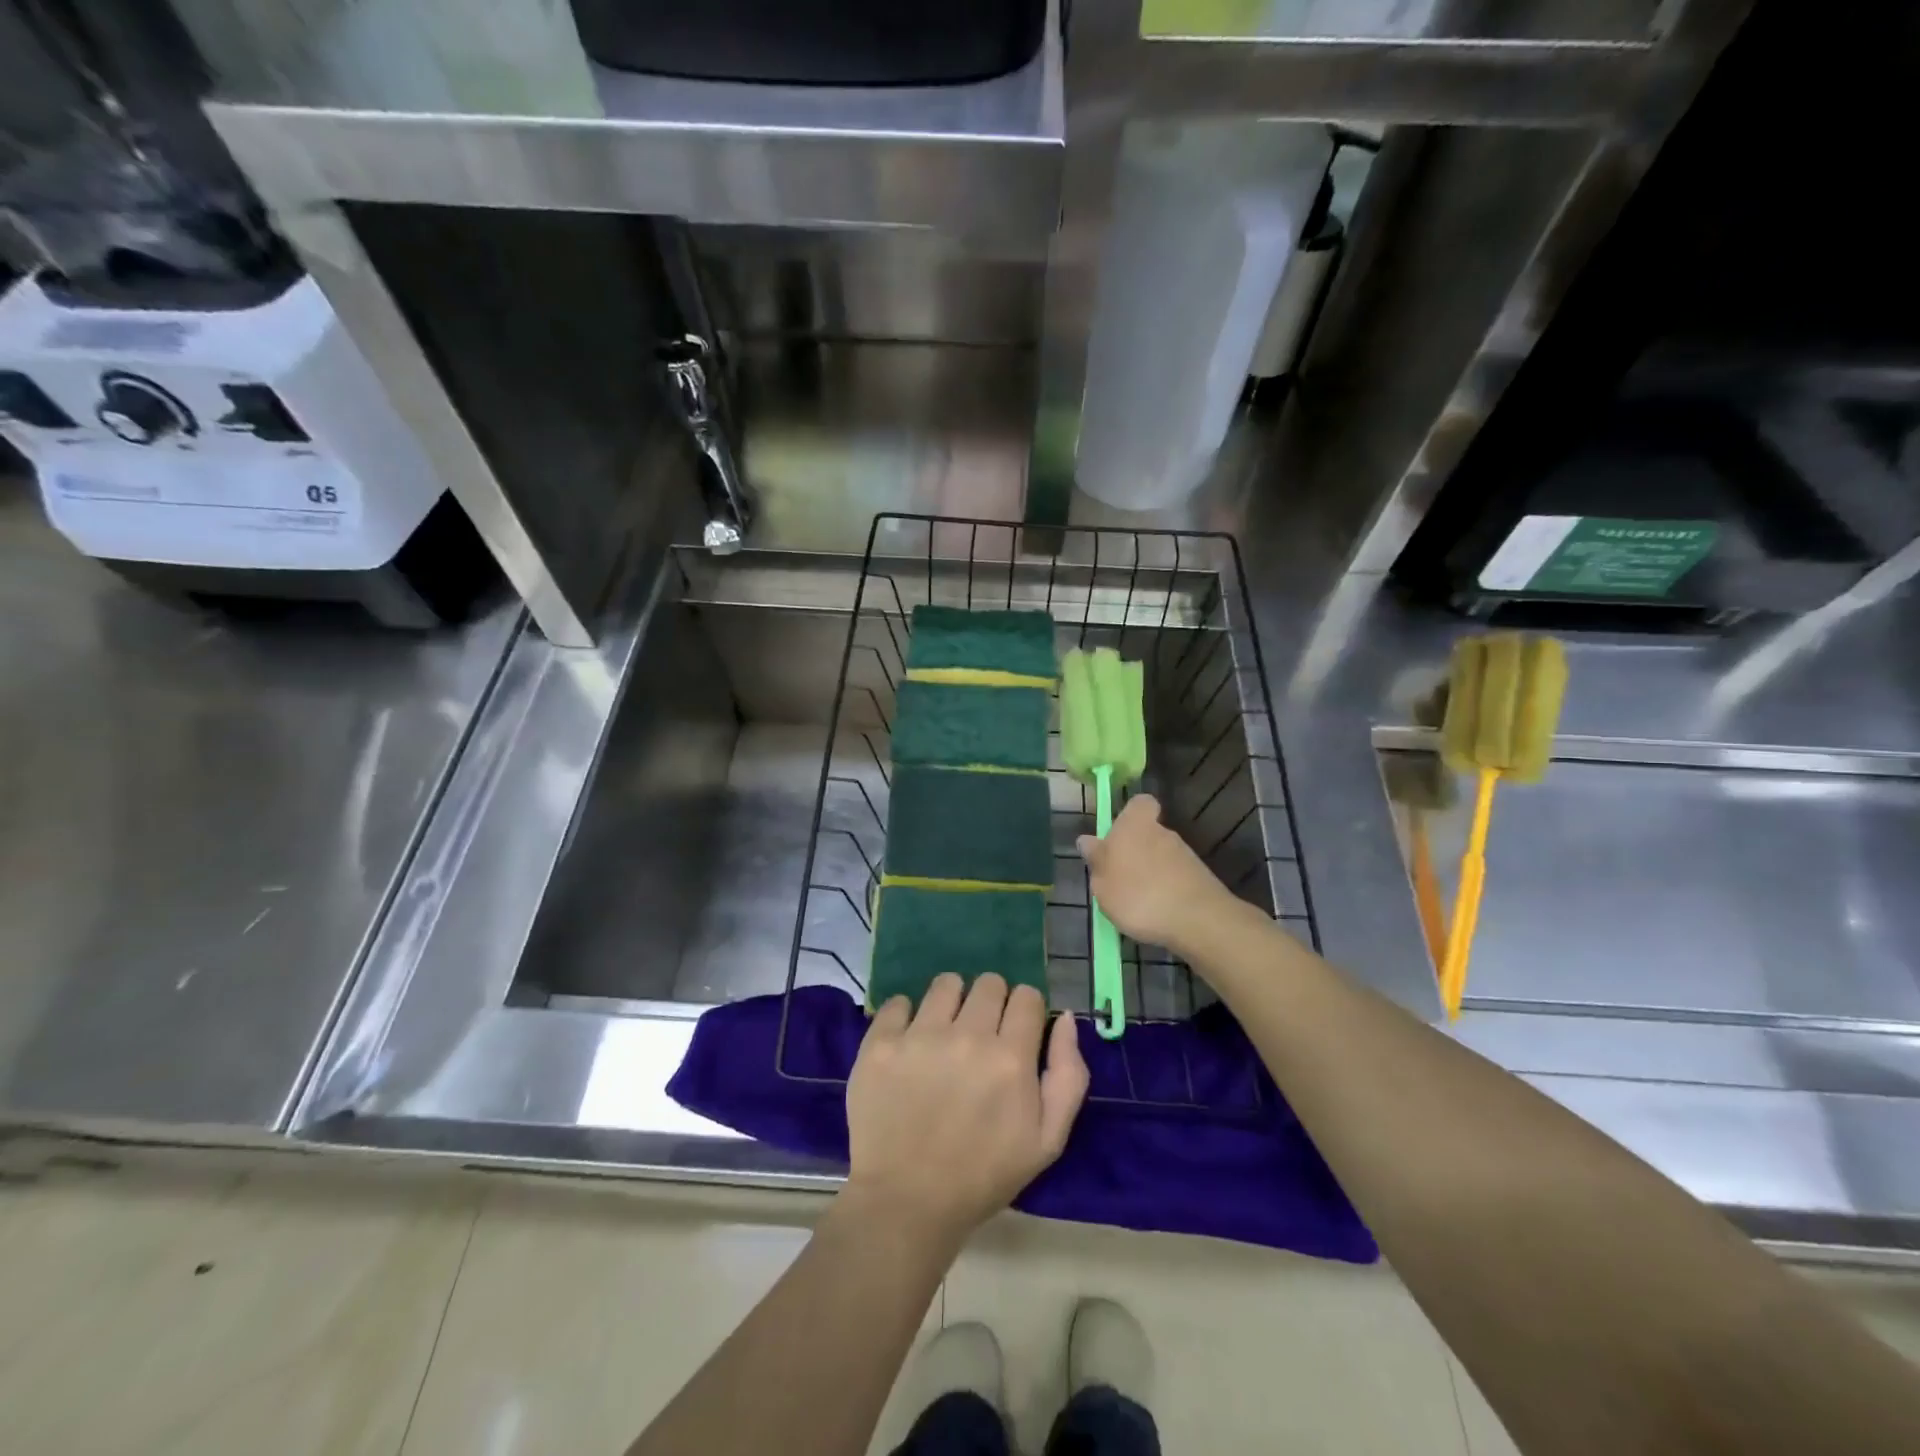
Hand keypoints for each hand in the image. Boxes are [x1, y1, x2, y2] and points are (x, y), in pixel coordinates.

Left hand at [845, 973, 1087, 1248]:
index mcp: (1011, 1058)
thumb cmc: (983, 1175)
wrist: (906, 1204)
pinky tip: (907, 1044)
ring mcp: (919, 1036)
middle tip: (980, 1035)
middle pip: (990, 982)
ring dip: (951, 1002)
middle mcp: (967, 1036)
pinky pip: (898, 1002)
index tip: (1016, 1032)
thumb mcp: (1047, 1140)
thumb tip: (1066, 1019)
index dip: (1025, 1011)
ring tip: (943, 1033)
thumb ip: (1068, 1075)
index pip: (1027, 996)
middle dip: (991, 1003)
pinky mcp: (880, 1043)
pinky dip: (905, 1016)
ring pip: (946, 984)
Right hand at [1078, 793, 1231, 953]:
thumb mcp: (1102, 883)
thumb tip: (1087, 840)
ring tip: (1136, 903)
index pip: (1139, 804)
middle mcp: (1162, 832)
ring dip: (1150, 873)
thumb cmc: (1138, 895)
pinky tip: (1157, 913)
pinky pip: (1175, 878)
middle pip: (1147, 833)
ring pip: (1161, 857)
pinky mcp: (1200, 878)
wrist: (1197, 920)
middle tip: (1118, 879)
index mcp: (1135, 825)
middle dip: (1134, 851)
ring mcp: (1185, 855)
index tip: (1116, 836)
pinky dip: (1165, 890)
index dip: (1129, 815)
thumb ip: (1096, 860)